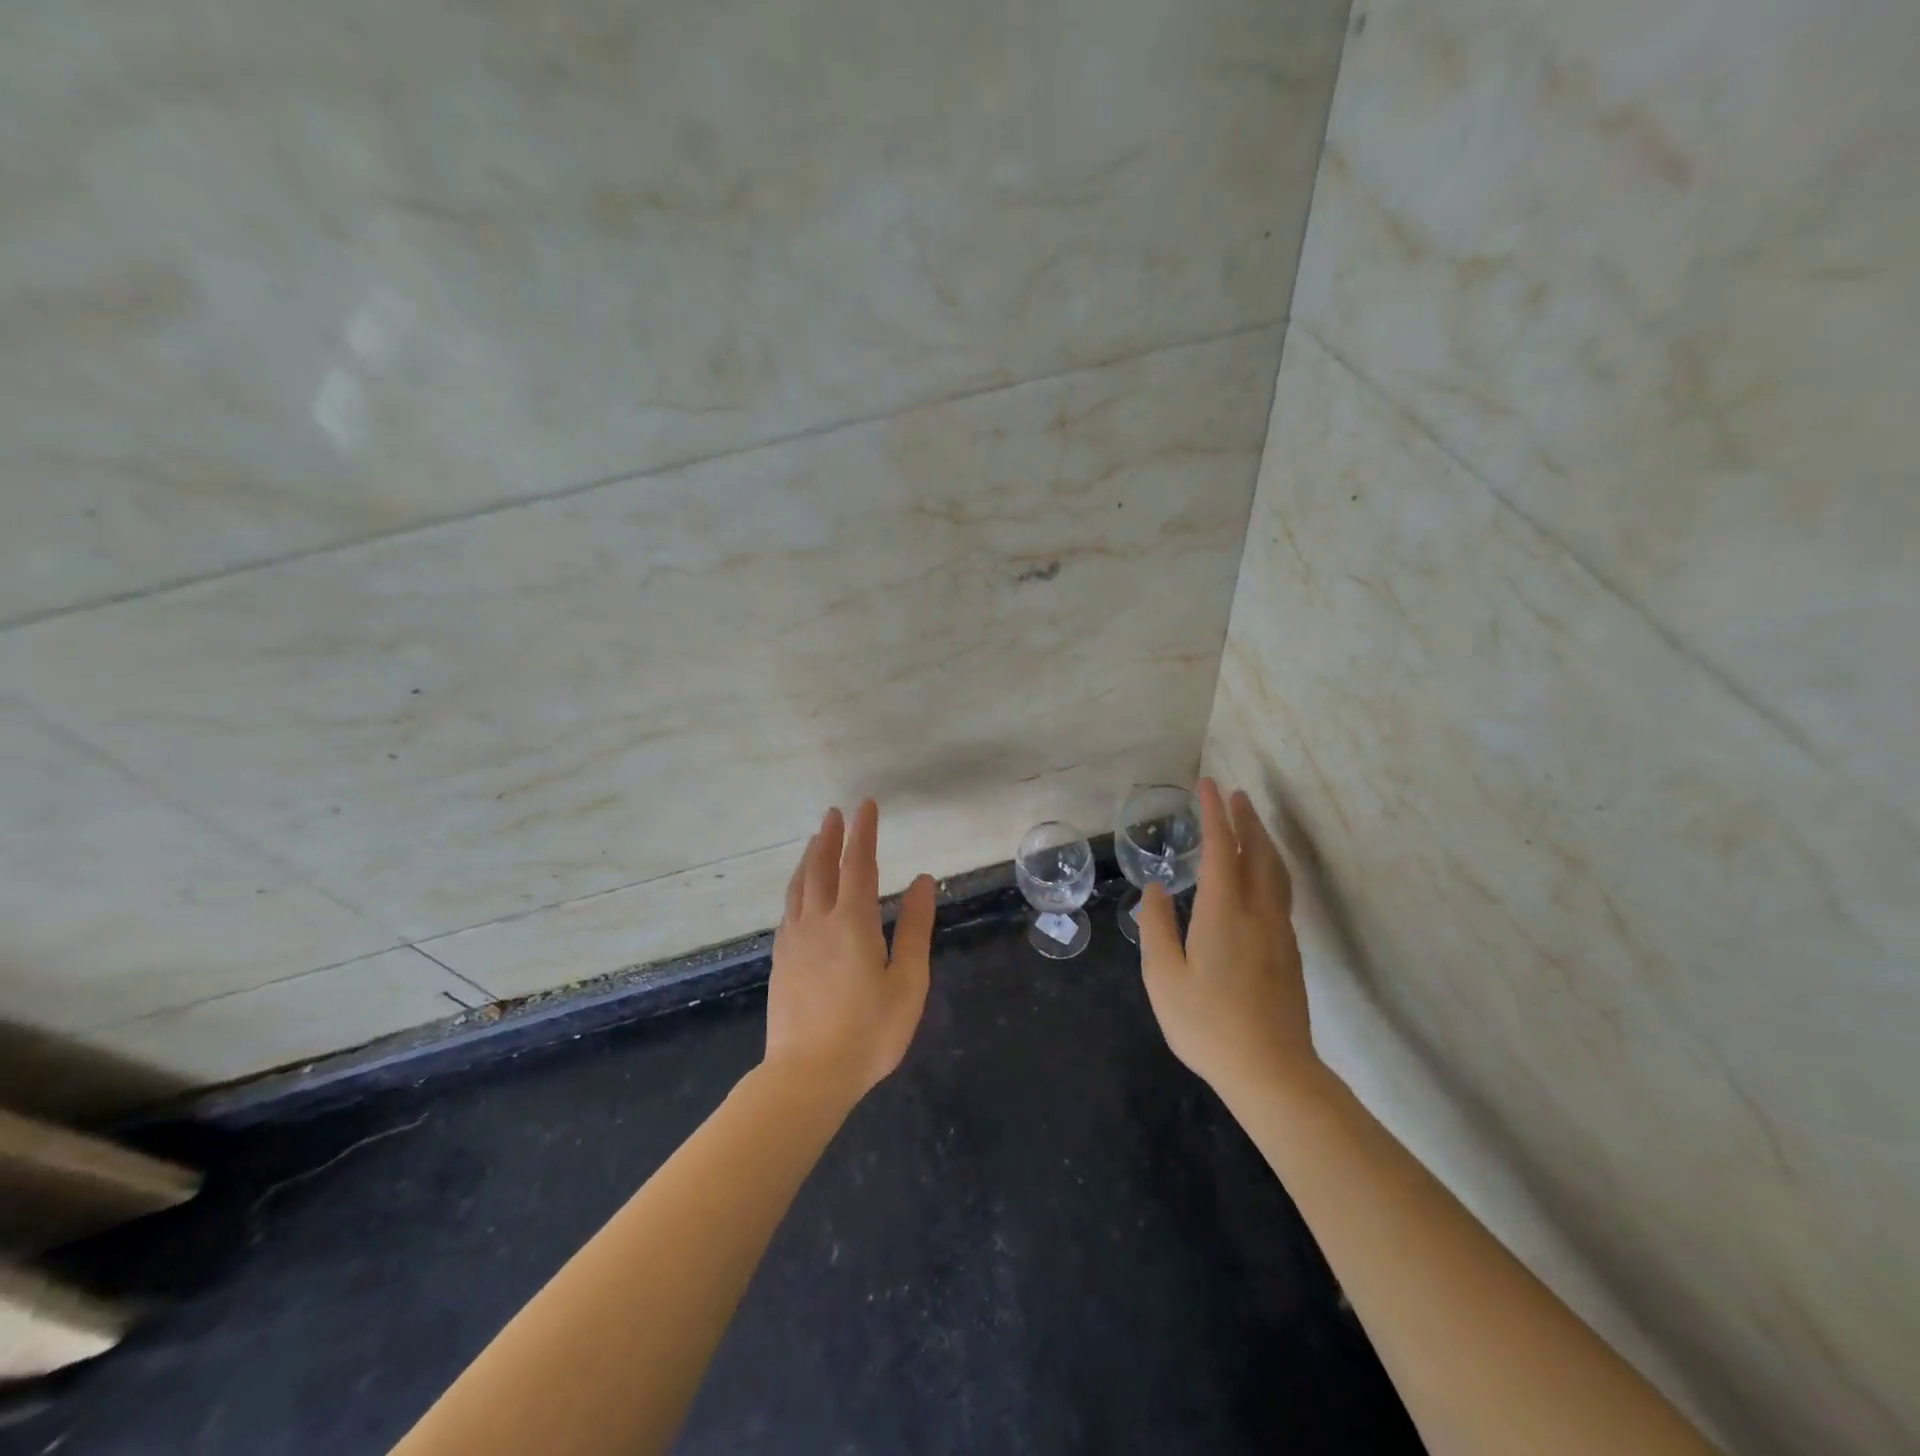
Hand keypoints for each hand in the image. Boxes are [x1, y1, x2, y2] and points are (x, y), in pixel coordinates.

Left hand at [764, 800, 936, 1105]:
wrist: (807, 1076)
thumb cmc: (869, 1032)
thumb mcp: (907, 981)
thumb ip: (915, 928)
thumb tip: (922, 881)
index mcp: (853, 922)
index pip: (859, 864)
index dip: (863, 832)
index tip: (865, 805)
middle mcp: (818, 921)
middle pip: (821, 867)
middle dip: (830, 837)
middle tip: (834, 813)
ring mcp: (794, 941)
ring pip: (799, 886)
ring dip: (809, 858)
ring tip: (815, 841)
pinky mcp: (781, 961)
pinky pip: (788, 910)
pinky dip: (797, 888)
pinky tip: (800, 893)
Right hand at [1137, 778, 1318, 1098]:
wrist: (1273, 1072)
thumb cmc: (1208, 1025)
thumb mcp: (1163, 977)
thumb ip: (1157, 927)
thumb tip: (1157, 889)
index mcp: (1224, 913)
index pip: (1221, 850)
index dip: (1215, 815)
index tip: (1208, 786)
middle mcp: (1258, 913)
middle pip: (1258, 853)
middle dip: (1246, 820)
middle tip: (1235, 795)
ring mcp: (1279, 933)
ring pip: (1276, 872)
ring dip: (1263, 841)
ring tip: (1251, 823)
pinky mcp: (1289, 952)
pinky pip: (1281, 892)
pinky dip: (1270, 867)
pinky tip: (1261, 875)